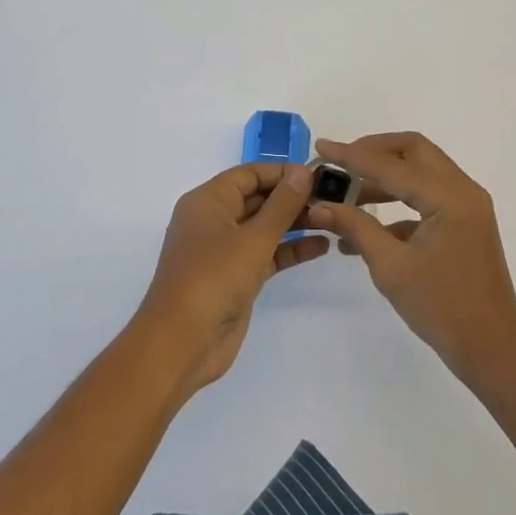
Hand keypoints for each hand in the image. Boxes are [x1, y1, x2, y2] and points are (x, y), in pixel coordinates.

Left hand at [135, 162, 325, 394]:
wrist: (183, 343)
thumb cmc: (213, 278)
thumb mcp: (253, 238)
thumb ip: (282, 204)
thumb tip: (303, 171)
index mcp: (208, 201)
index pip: (249, 174)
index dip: (283, 172)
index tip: (318, 175)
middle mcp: (214, 220)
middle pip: (258, 198)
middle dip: (292, 197)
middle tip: (333, 198)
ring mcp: (224, 250)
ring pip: (264, 226)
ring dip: (295, 222)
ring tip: (333, 219)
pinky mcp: (236, 277)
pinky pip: (266, 253)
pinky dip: (290, 249)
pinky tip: (321, 246)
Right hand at [306, 133, 515, 380]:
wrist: (491, 350)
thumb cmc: (441, 308)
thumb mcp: (390, 267)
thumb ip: (355, 227)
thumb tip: (319, 206)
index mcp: (449, 197)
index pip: (392, 165)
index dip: (352, 155)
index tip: (321, 147)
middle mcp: (463, 190)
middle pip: (413, 151)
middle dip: (374, 151)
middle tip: (341, 162)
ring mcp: (467, 206)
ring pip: (421, 171)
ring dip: (385, 176)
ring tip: (347, 194)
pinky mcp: (465, 223)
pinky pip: (428, 196)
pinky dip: (399, 201)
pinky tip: (367, 227)